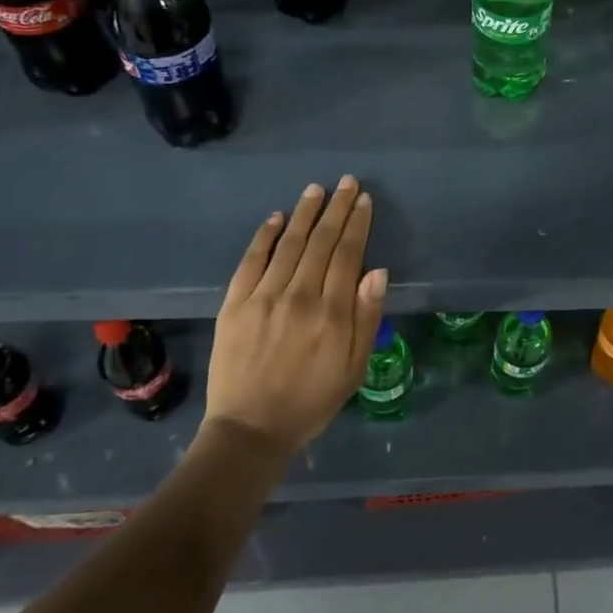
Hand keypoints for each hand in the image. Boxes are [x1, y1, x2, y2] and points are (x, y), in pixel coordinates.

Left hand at [204, 176, 387, 457]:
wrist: (250, 430)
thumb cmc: (311, 400)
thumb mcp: (354, 367)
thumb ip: (367, 317)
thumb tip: (377, 270)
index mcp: (332, 313)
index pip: (348, 254)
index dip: (357, 224)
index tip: (363, 200)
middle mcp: (299, 296)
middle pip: (321, 242)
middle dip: (336, 209)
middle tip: (346, 182)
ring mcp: (263, 297)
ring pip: (289, 244)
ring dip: (304, 213)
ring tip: (316, 190)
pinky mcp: (235, 304)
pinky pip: (251, 261)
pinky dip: (265, 236)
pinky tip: (276, 218)